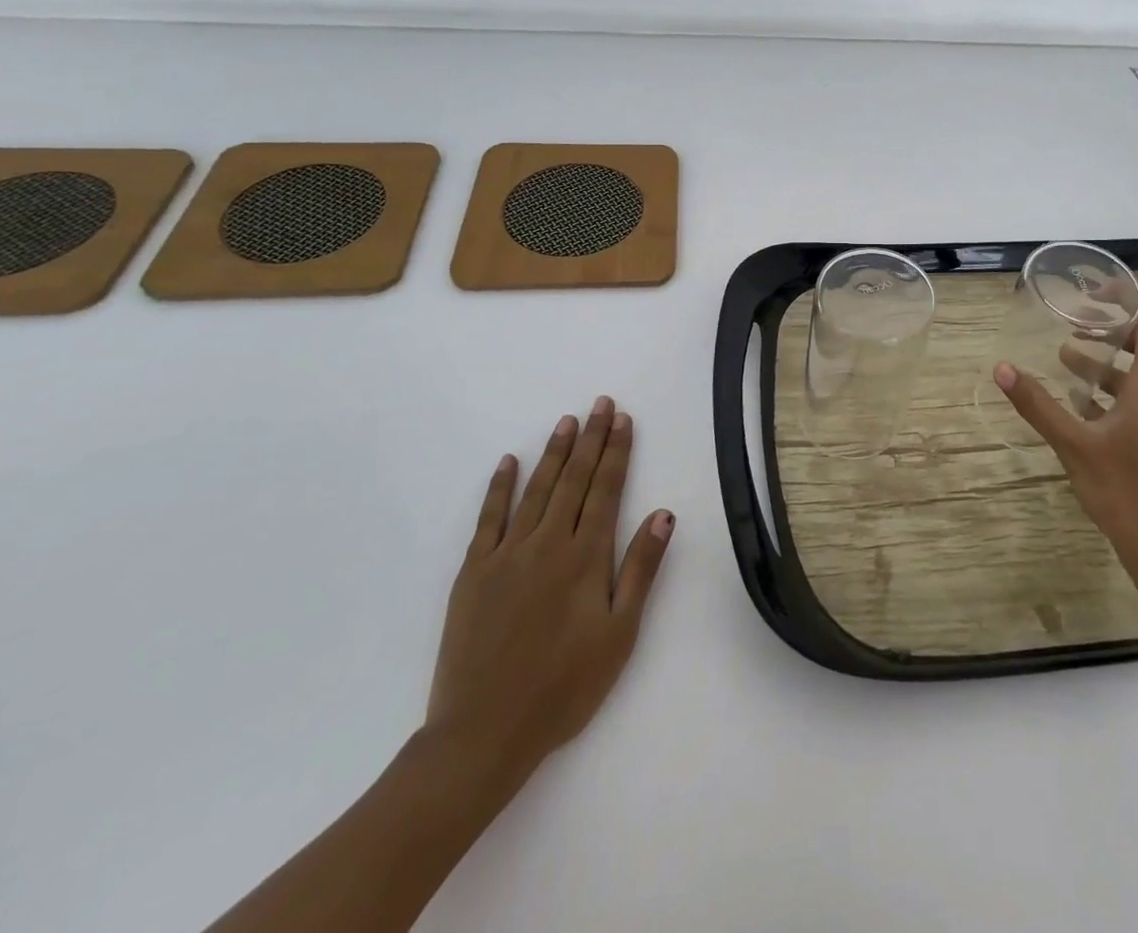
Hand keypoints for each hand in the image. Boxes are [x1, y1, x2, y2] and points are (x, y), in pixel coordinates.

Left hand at [423, 396, 673, 807]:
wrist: (484, 733)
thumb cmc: (564, 687)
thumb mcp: (620, 633)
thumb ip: (641, 569)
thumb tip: (664, 513)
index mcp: (586, 557)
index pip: (607, 489)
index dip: (617, 451)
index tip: (623, 419)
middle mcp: (548, 543)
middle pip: (574, 479)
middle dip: (591, 439)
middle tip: (600, 403)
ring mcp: (507, 554)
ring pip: (536, 489)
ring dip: (554, 453)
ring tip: (566, 421)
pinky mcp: (473, 572)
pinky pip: (489, 518)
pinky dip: (500, 487)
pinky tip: (509, 462)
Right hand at [994, 296, 1137, 564]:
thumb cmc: (1122, 490)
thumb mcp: (1072, 444)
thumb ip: (1038, 404)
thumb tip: (1002, 368)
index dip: (1131, 298)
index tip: (1094, 293)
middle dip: (1111, 327)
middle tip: (1072, 322)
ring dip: (1108, 359)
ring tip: (1066, 356)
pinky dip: (1115, 386)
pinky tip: (1081, 402)